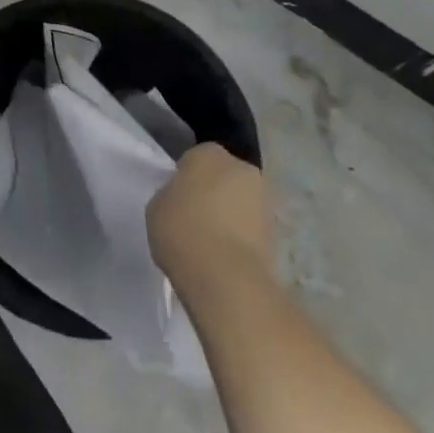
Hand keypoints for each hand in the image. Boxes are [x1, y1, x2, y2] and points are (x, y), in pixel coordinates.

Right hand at [148, 143, 274, 296]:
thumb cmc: (183, 231)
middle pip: (223, 177)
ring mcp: (264, 200)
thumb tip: (181, 199)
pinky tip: (224, 258)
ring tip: (209, 243)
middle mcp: (242, 168)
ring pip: (240, 202)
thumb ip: (170, 195)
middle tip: (193, 218)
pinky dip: (240, 238)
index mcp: (209, 153)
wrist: (227, 278)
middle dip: (212, 192)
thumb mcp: (156, 207)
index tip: (176, 199)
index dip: (185, 178)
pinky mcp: (277, 233)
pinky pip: (250, 228)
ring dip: (230, 216)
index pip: (195, 158)